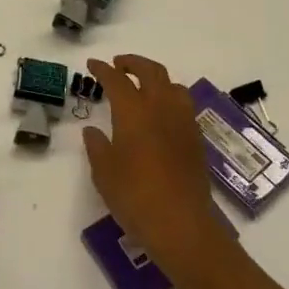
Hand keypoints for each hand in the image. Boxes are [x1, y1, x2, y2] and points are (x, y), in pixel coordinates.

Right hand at [83, 55, 230, 276]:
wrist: (181, 224)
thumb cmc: (134, 196)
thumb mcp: (104, 173)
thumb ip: (97, 146)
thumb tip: (92, 130)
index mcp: (133, 111)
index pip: (116, 80)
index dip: (102, 70)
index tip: (93, 64)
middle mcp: (161, 108)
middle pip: (150, 72)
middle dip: (133, 63)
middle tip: (118, 65)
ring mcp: (183, 122)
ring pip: (172, 85)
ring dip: (155, 78)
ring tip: (143, 87)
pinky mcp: (196, 139)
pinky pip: (183, 105)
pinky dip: (169, 98)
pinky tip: (161, 114)